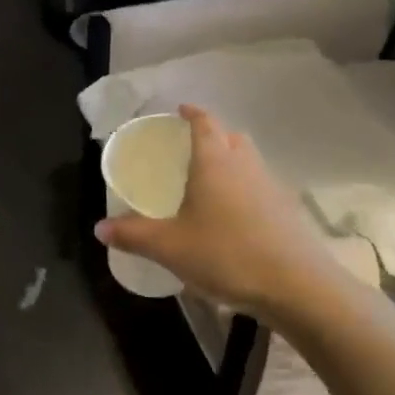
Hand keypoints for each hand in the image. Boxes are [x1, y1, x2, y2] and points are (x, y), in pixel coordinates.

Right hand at [96, 105, 341, 326]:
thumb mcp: (170, 247)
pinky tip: (233, 217)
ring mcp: (271, 186)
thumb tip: (98, 228)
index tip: (181, 110)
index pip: (205, 123)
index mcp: (215, 161)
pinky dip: (245, 189)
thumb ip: (133, 234)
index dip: (192, 113)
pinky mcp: (286, 211)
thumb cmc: (226, 253)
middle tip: (191, 148)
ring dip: (231, 162)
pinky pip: (260, 186)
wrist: (295, 285)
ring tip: (209, 182)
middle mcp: (245, 165)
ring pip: (249, 161)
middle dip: (213, 135)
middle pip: (231, 137)